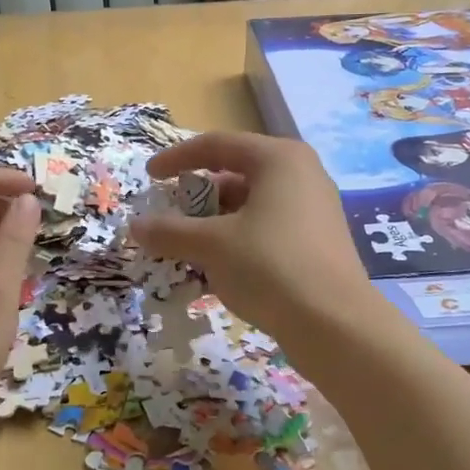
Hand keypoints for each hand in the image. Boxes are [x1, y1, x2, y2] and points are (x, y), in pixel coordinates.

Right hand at [128, 131, 375, 342]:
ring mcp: (313, 209)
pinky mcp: (317, 242)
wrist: (335, 324)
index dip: (177, 158)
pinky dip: (237, 241)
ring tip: (188, 249)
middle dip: (197, 198)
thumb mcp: (212, 246)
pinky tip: (217, 270)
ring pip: (251, 206)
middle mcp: (301, 174)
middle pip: (235, 174)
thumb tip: (134, 227)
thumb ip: (170, 232)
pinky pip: (267, 229)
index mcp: (278, 159)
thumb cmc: (270, 266)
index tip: (149, 178)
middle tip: (170, 219)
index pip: (217, 145)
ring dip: (215, 224)